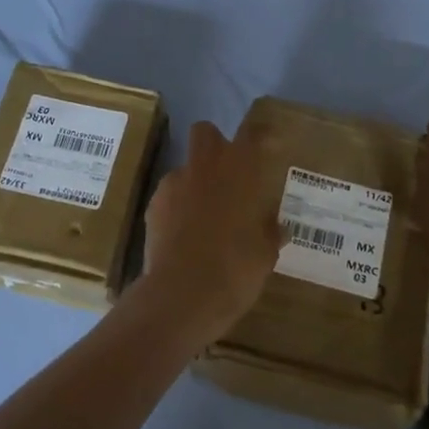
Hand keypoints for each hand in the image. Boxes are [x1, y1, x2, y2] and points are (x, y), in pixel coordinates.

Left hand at [143, 119, 284, 339]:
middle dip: (215, 146)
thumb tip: (276, 227)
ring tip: (204, 217)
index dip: (260, 136)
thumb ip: (269, 232)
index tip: (267, 146)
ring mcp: (173, 185)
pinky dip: (177, 208)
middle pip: (206, 133)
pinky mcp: (152, 207)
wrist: (181, 295)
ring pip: (185, 169)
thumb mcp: (264, 254)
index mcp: (239, 170)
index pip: (252, 134)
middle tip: (228, 176)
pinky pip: (169, 197)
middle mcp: (204, 167)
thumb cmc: (235, 269)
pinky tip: (184, 235)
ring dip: (195, 183)